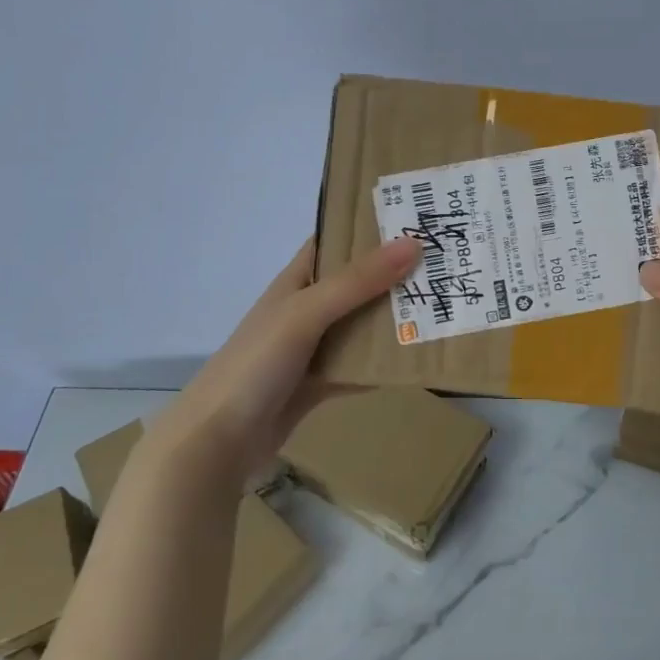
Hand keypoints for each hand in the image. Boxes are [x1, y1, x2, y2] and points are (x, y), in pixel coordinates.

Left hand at [151, 236, 422, 488]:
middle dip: (393, 275)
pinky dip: (382, 365)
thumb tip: (413, 244)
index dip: (367, 227)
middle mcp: (305, 309)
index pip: (333, 241)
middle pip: (355, 284)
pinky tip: (416, 362)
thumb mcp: (306, 313)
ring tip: (441, 307)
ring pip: (359, 326)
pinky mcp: (317, 384)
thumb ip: (358, 281)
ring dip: (392, 320)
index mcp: (295, 282)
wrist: (217, 441)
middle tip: (443, 265)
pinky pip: (357, 367)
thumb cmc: (256, 364)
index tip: (413, 218)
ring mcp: (311, 349)